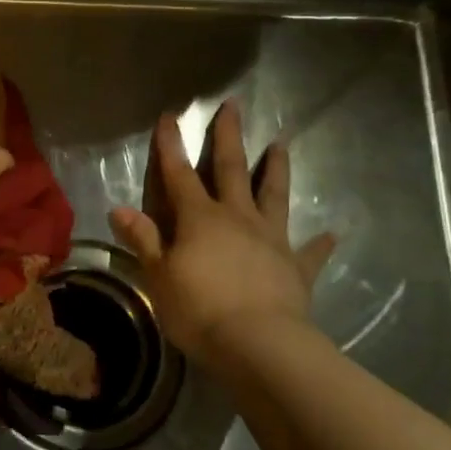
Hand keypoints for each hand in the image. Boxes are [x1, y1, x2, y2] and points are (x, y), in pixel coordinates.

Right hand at [110, 98, 335, 369]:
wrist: (259, 344)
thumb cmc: (199, 309)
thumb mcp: (158, 275)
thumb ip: (142, 239)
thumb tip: (118, 208)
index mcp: (200, 218)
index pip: (180, 173)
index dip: (172, 145)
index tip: (170, 115)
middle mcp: (237, 217)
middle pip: (232, 169)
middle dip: (229, 137)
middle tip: (234, 105)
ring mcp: (271, 239)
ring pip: (274, 195)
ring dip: (276, 169)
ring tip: (281, 144)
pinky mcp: (296, 268)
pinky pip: (310, 251)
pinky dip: (320, 243)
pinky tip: (332, 234)